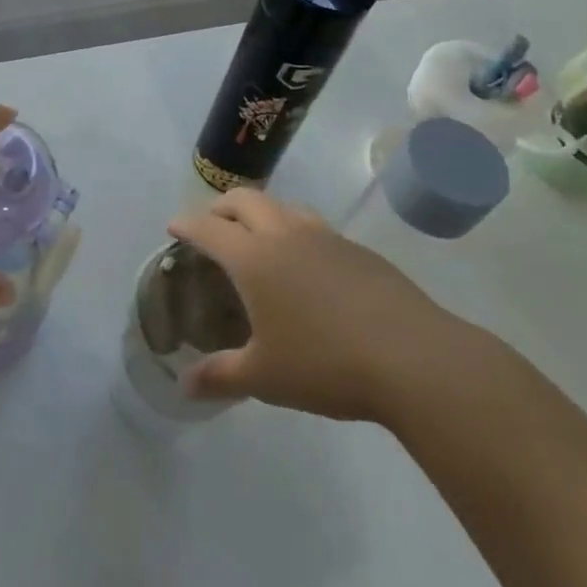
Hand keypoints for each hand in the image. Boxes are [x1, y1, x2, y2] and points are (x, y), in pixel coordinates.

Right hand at [170, 189, 474, 425]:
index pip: (208, 228)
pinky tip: (306, 265)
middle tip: (211, 226)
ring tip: (257, 238)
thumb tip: (184, 386)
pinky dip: (294, 231)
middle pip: (244, 200)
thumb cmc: (326, 364)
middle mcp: (285, 235)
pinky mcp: (357, 249)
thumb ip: (220, 376)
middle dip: (220, 207)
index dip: (186, 224)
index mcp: (254, 258)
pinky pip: (314, 226)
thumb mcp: (265, 377)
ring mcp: (325, 237)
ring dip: (261, 213)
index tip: (173, 227)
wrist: (413, 358)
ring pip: (282, 206)